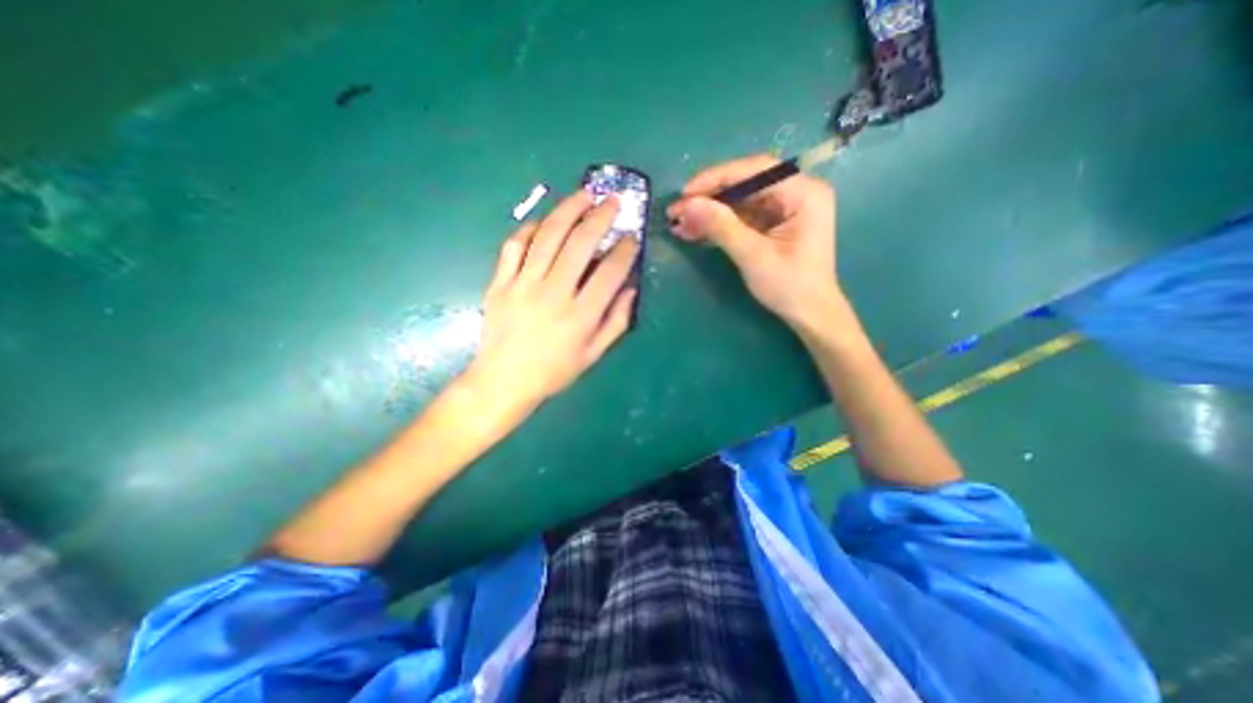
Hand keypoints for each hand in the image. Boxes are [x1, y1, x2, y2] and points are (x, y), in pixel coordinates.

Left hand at [467, 189, 645, 418]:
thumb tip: (630, 289)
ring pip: (548, 236)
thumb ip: (616, 321)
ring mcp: (522, 285)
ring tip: (583, 194)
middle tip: (612, 201)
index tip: (631, 237)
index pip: (610, 272)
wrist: (504, 380)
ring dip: (568, 209)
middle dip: (600, 216)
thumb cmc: (554, 371)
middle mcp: (553, 294)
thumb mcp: (594, 354)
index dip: (624, 250)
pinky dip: (531, 228)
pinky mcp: (500, 282)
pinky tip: (545, 221)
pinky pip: (514, 245)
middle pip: (579, 243)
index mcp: (580, 316)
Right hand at [670, 155, 833, 329]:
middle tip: (677, 211)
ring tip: (679, 224)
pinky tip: (695, 231)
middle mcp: (797, 192)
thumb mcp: (753, 256)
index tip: (685, 194)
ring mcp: (785, 208)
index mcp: (803, 192)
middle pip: (745, 183)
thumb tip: (687, 205)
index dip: (716, 178)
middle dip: (709, 198)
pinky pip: (742, 216)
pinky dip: (719, 224)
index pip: (755, 170)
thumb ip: (721, 227)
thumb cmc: (790, 287)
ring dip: (709, 212)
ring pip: (740, 201)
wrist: (809, 315)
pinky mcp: (774, 223)